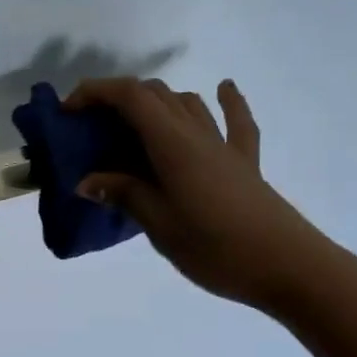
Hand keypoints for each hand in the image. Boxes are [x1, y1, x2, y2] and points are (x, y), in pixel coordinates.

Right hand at [67, 77, 335, 311]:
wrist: (289, 268)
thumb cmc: (216, 247)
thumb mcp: (159, 224)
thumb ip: (123, 195)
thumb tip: (86, 181)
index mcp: (172, 144)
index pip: (129, 97)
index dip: (95, 93)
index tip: (68, 112)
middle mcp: (196, 134)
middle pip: (155, 95)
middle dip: (117, 99)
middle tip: (90, 128)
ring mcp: (224, 146)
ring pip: (187, 103)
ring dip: (155, 102)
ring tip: (131, 124)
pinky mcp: (245, 164)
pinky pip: (236, 123)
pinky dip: (227, 102)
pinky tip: (224, 89)